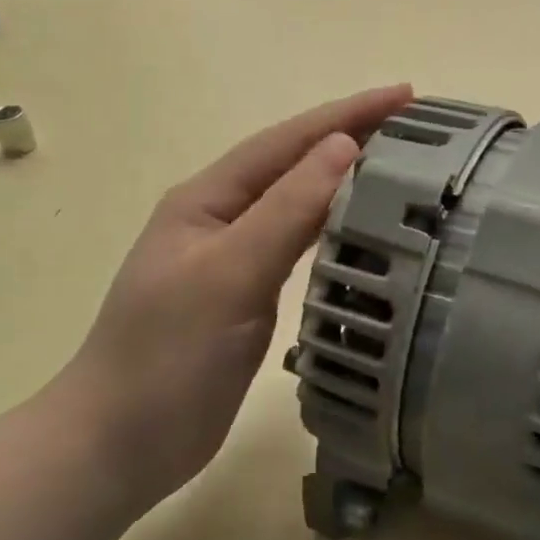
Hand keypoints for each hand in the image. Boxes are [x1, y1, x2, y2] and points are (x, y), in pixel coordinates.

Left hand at [53, 84, 413, 509]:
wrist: (122, 443)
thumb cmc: (167, 355)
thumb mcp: (228, 273)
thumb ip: (286, 210)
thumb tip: (342, 147)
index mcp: (208, 200)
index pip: (286, 141)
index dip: (345, 114)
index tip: (405, 96)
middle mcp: (222, 220)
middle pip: (294, 165)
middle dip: (350, 139)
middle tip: (417, 130)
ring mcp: (234, 261)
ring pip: (298, 206)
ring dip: (345, 182)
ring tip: (401, 170)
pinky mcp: (247, 299)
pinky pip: (300, 248)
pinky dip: (334, 230)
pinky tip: (362, 232)